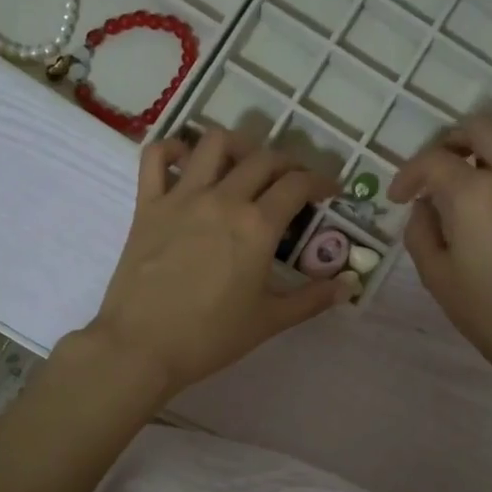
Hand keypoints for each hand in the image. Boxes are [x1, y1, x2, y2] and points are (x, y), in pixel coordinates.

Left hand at [83, 128, 348, 401]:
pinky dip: (172, 148)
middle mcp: (223, 199)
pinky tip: (185, 161)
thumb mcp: (269, 321)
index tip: (330, 190)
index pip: (298, 185)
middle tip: (294, 181)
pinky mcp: (147, 205)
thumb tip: (350, 285)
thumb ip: (312, 299)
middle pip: (263, 159)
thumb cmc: (210, 337)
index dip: (321, 181)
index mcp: (257, 226)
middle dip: (288, 164)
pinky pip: (154, 157)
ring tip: (244, 164)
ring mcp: (181, 197)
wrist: (141, 347)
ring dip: (238, 146)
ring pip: (214, 143)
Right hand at [391, 109, 491, 383]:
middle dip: (447, 143)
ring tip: (478, 157)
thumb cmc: (487, 312)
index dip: (408, 174)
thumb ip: (420, 229)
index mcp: (474, 193)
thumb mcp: (435, 275)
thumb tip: (426, 204)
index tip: (400, 197)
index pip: (432, 160)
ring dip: (491, 133)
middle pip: (477, 127)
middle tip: (436, 171)